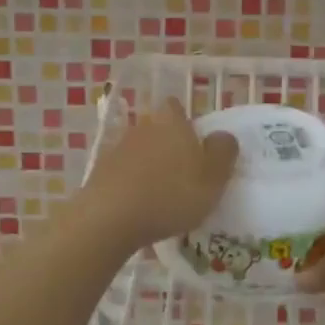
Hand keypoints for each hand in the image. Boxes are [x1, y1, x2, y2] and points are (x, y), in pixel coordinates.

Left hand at [79, 98, 237, 250]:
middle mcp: (143, 126)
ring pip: (140, 151)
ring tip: (161, 195)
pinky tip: (139, 207)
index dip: (185, 122)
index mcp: (171, 121)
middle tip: (182, 174)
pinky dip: (131, 184)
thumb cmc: (170, 194)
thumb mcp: (213, 177)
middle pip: (158, 128)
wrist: (109, 218)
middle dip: (168, 146)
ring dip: (149, 166)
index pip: (176, 107)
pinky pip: (123, 173)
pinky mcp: (100, 172)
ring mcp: (117, 148)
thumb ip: (223, 151)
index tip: (195, 145)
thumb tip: (223, 136)